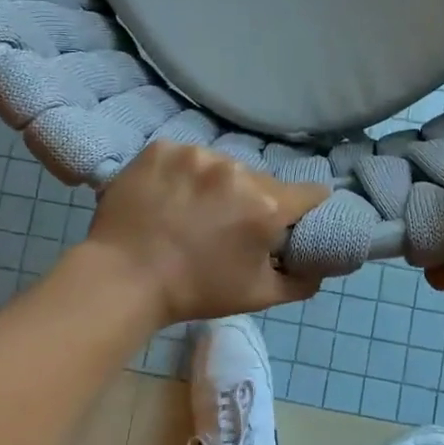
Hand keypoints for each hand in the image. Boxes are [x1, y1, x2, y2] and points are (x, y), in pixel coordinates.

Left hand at [85, 142, 329, 324]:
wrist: (123, 278)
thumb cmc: (195, 291)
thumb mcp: (258, 296)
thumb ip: (301, 282)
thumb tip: (320, 268)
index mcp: (266, 206)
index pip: (310, 192)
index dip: (306, 206)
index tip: (293, 217)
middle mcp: (237, 171)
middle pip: (261, 180)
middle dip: (253, 199)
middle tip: (229, 224)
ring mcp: (196, 155)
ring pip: (222, 166)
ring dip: (216, 184)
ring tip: (191, 211)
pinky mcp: (162, 148)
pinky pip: (184, 157)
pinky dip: (181, 174)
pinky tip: (167, 196)